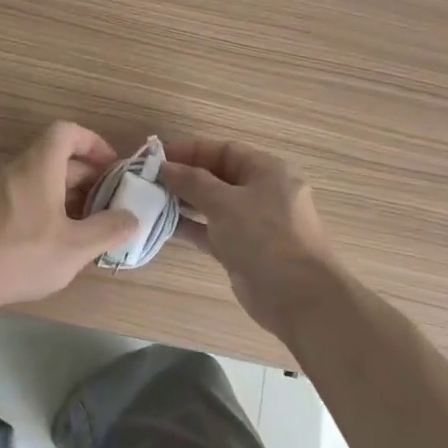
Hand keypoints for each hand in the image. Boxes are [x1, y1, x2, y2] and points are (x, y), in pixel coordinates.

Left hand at [0, 121, 138, 315]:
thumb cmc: (20, 254)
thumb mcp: (75, 247)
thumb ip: (108, 230)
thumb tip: (132, 218)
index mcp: (40, 166)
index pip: (67, 132)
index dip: (93, 142)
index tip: (112, 167)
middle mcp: (18, 169)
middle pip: (57, 156)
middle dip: (87, 175)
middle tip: (108, 203)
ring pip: (42, 178)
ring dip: (68, 194)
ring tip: (88, 225)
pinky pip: (26, 195)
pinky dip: (48, 207)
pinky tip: (57, 239)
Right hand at [161, 138, 347, 337]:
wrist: (299, 297)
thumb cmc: (265, 237)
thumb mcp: (226, 202)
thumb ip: (192, 182)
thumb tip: (165, 167)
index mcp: (266, 171)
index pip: (224, 150)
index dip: (191, 150)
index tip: (158, 156)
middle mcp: (261, 193)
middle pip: (217, 176)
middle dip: (184, 176)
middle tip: (148, 179)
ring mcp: (253, 223)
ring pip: (213, 205)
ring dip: (184, 201)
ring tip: (150, 200)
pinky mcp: (243, 250)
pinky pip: (212, 230)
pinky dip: (191, 226)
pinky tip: (163, 225)